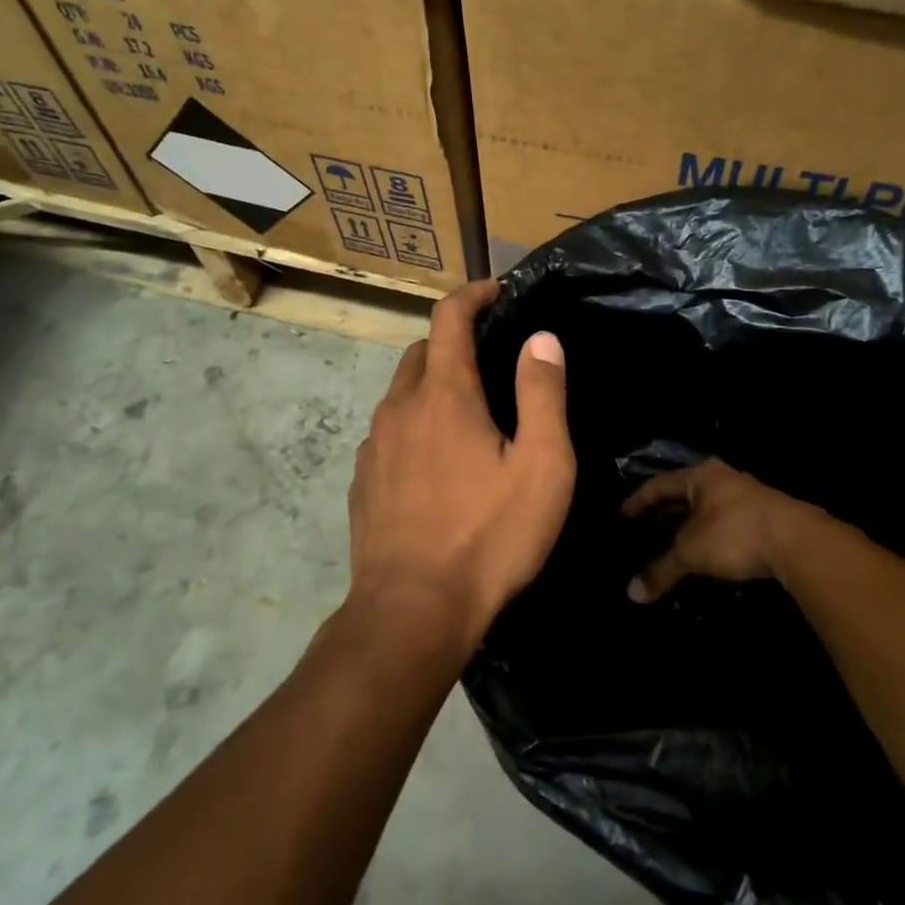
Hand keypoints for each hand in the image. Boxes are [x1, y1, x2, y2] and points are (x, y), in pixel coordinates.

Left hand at [347, 280, 574, 651]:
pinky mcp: (362, 482)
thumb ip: (542, 394)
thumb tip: (541, 338)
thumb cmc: (488, 536)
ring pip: (402, 393)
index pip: (450, 317)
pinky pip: (389, 433)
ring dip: (433, 387)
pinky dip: (414, 426)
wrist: (411, 614)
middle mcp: (400, 408)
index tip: (497, 291)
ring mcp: (374, 446)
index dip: (473, 294)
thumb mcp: (541, 466)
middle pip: (423, 352)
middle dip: (455, 342)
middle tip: (491, 363)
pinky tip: (436, 464)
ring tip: (469, 417)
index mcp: (445, 394)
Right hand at [621, 460, 831, 601]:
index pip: (660, 484)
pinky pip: (726, 522)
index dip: (639, 500)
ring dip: (691, 525)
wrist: (797, 542)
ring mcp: (748, 496)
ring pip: (709, 508)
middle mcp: (723, 479)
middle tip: (646, 529)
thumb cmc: (734, 533)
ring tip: (674, 543)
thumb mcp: (691, 553)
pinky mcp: (766, 518)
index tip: (623, 515)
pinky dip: (711, 536)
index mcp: (701, 476)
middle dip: (666, 512)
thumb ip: (661, 570)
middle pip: (686, 494)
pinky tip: (707, 553)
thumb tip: (631, 594)